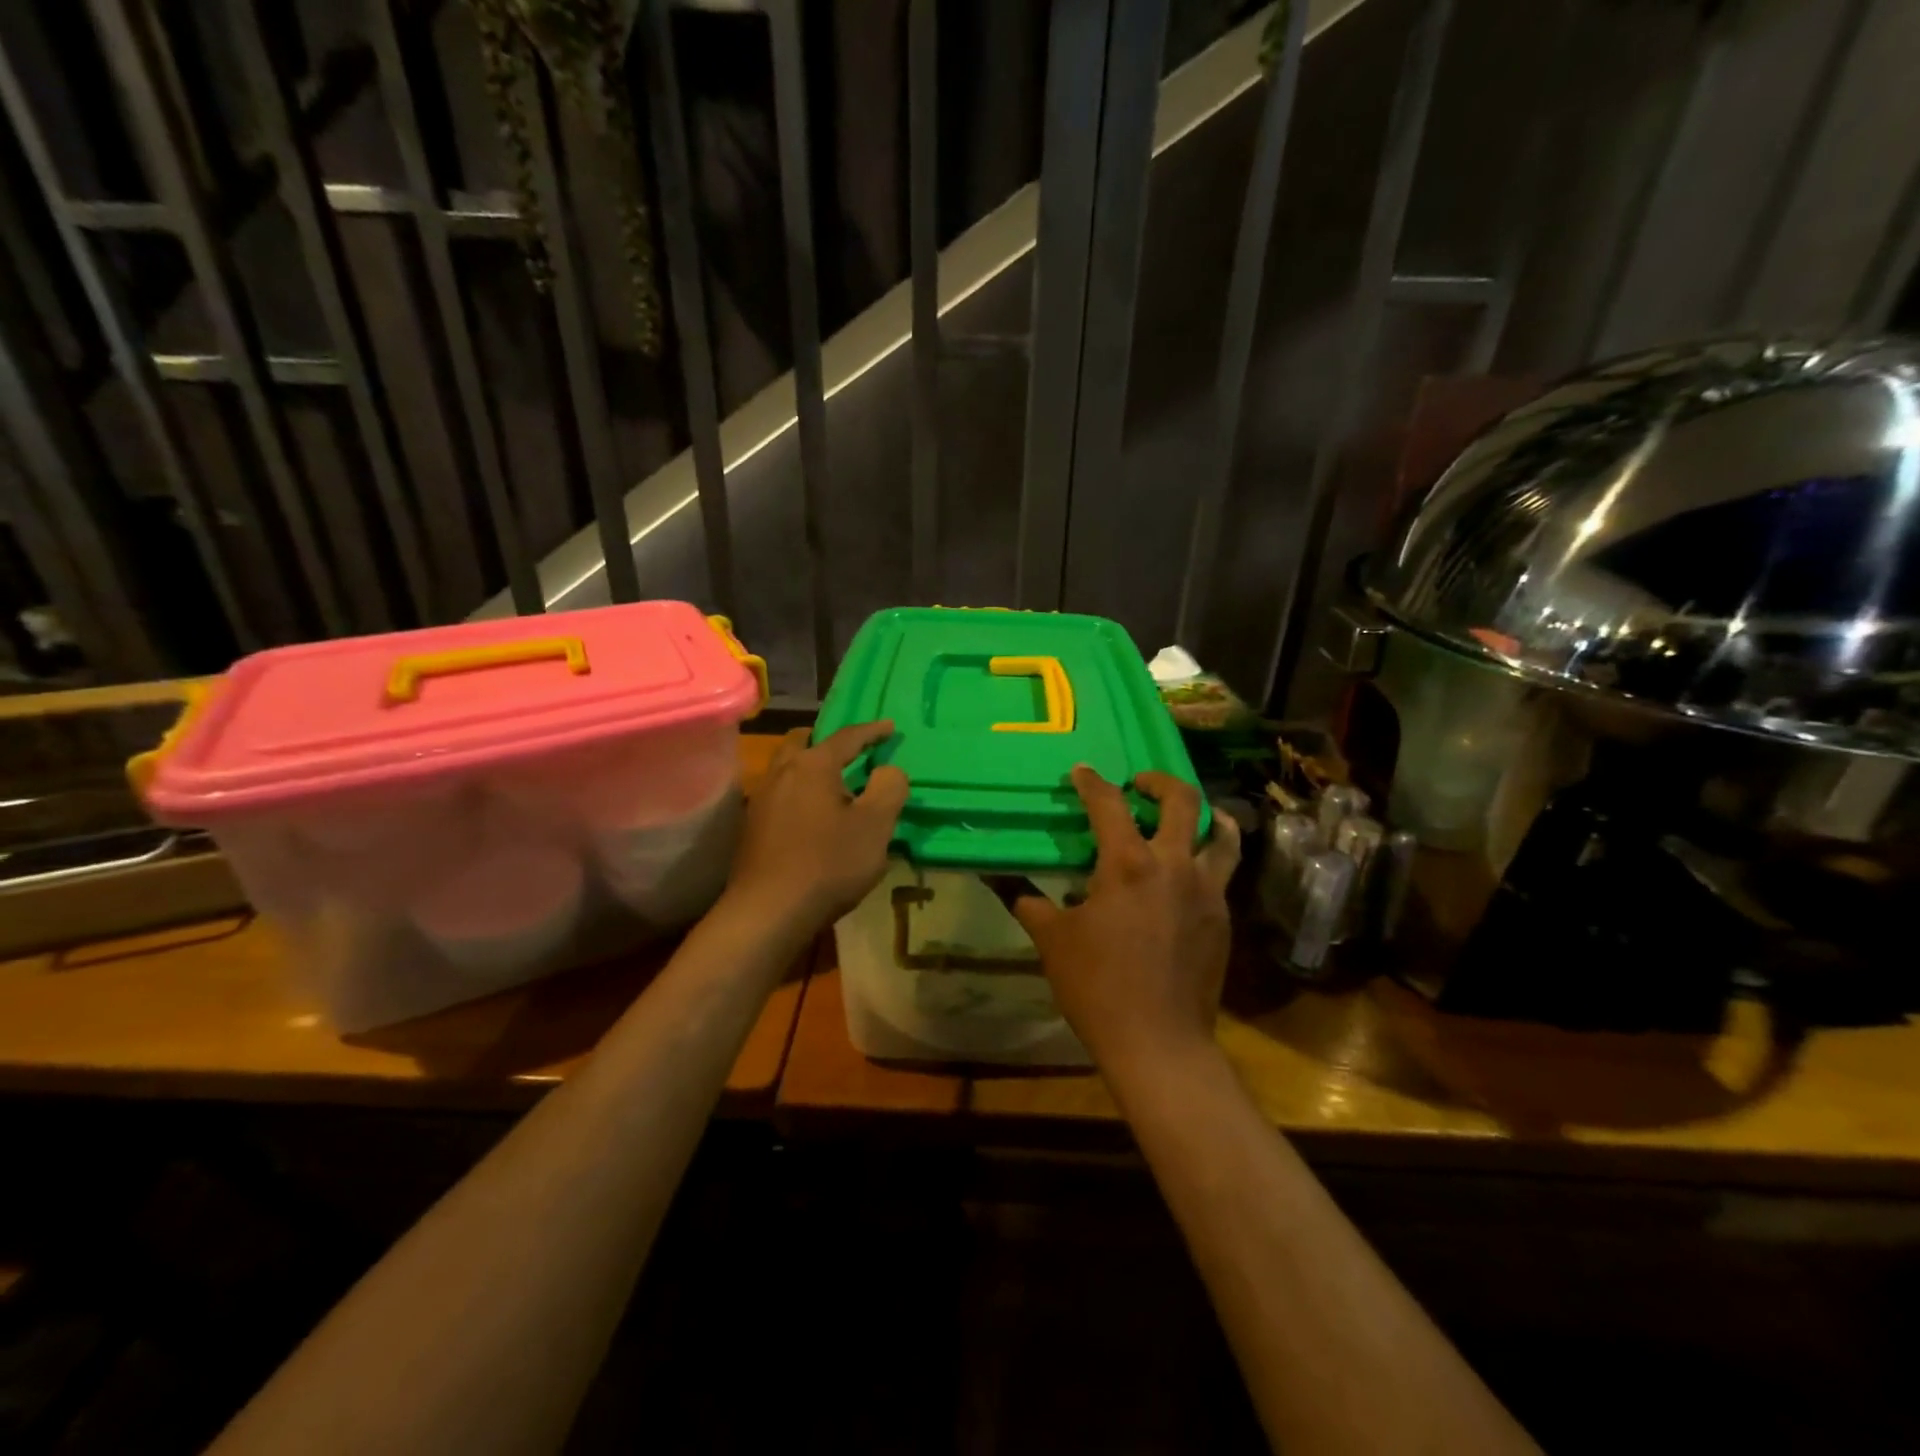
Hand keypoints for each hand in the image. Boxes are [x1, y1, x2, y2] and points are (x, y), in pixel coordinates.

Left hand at [725, 721, 908, 935]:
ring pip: (787, 768)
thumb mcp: (875, 826)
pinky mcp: (752, 827)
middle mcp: (782, 773)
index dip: (872, 731)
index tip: (889, 728)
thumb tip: (888, 770)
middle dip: (828, 742)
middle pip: (804, 743)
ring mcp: (762, 800)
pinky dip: (799, 793)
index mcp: (814, 765)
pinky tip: (812, 816)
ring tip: (834, 786)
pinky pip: (780, 794)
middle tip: (850, 752)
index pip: (847, 737)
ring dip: (810, 768)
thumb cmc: (828, 863)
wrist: (768, 911)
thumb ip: (889, 788)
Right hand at [1007, 767, 1239, 1067]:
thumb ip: (1030, 904)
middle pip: (1182, 800)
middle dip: (1159, 781)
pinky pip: (1222, 873)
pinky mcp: (1222, 918)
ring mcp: (1206, 891)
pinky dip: (1208, 858)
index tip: (1082, 772)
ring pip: (1221, 834)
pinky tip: (1187, 874)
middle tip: (1140, 784)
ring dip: (1205, 814)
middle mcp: (1174, 865)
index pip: (1109, 804)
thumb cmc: (1097, 987)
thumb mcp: (1053, 941)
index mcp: (1127, 864)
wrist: (1158, 1042)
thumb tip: (1004, 884)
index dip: (1092, 782)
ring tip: (1189, 815)